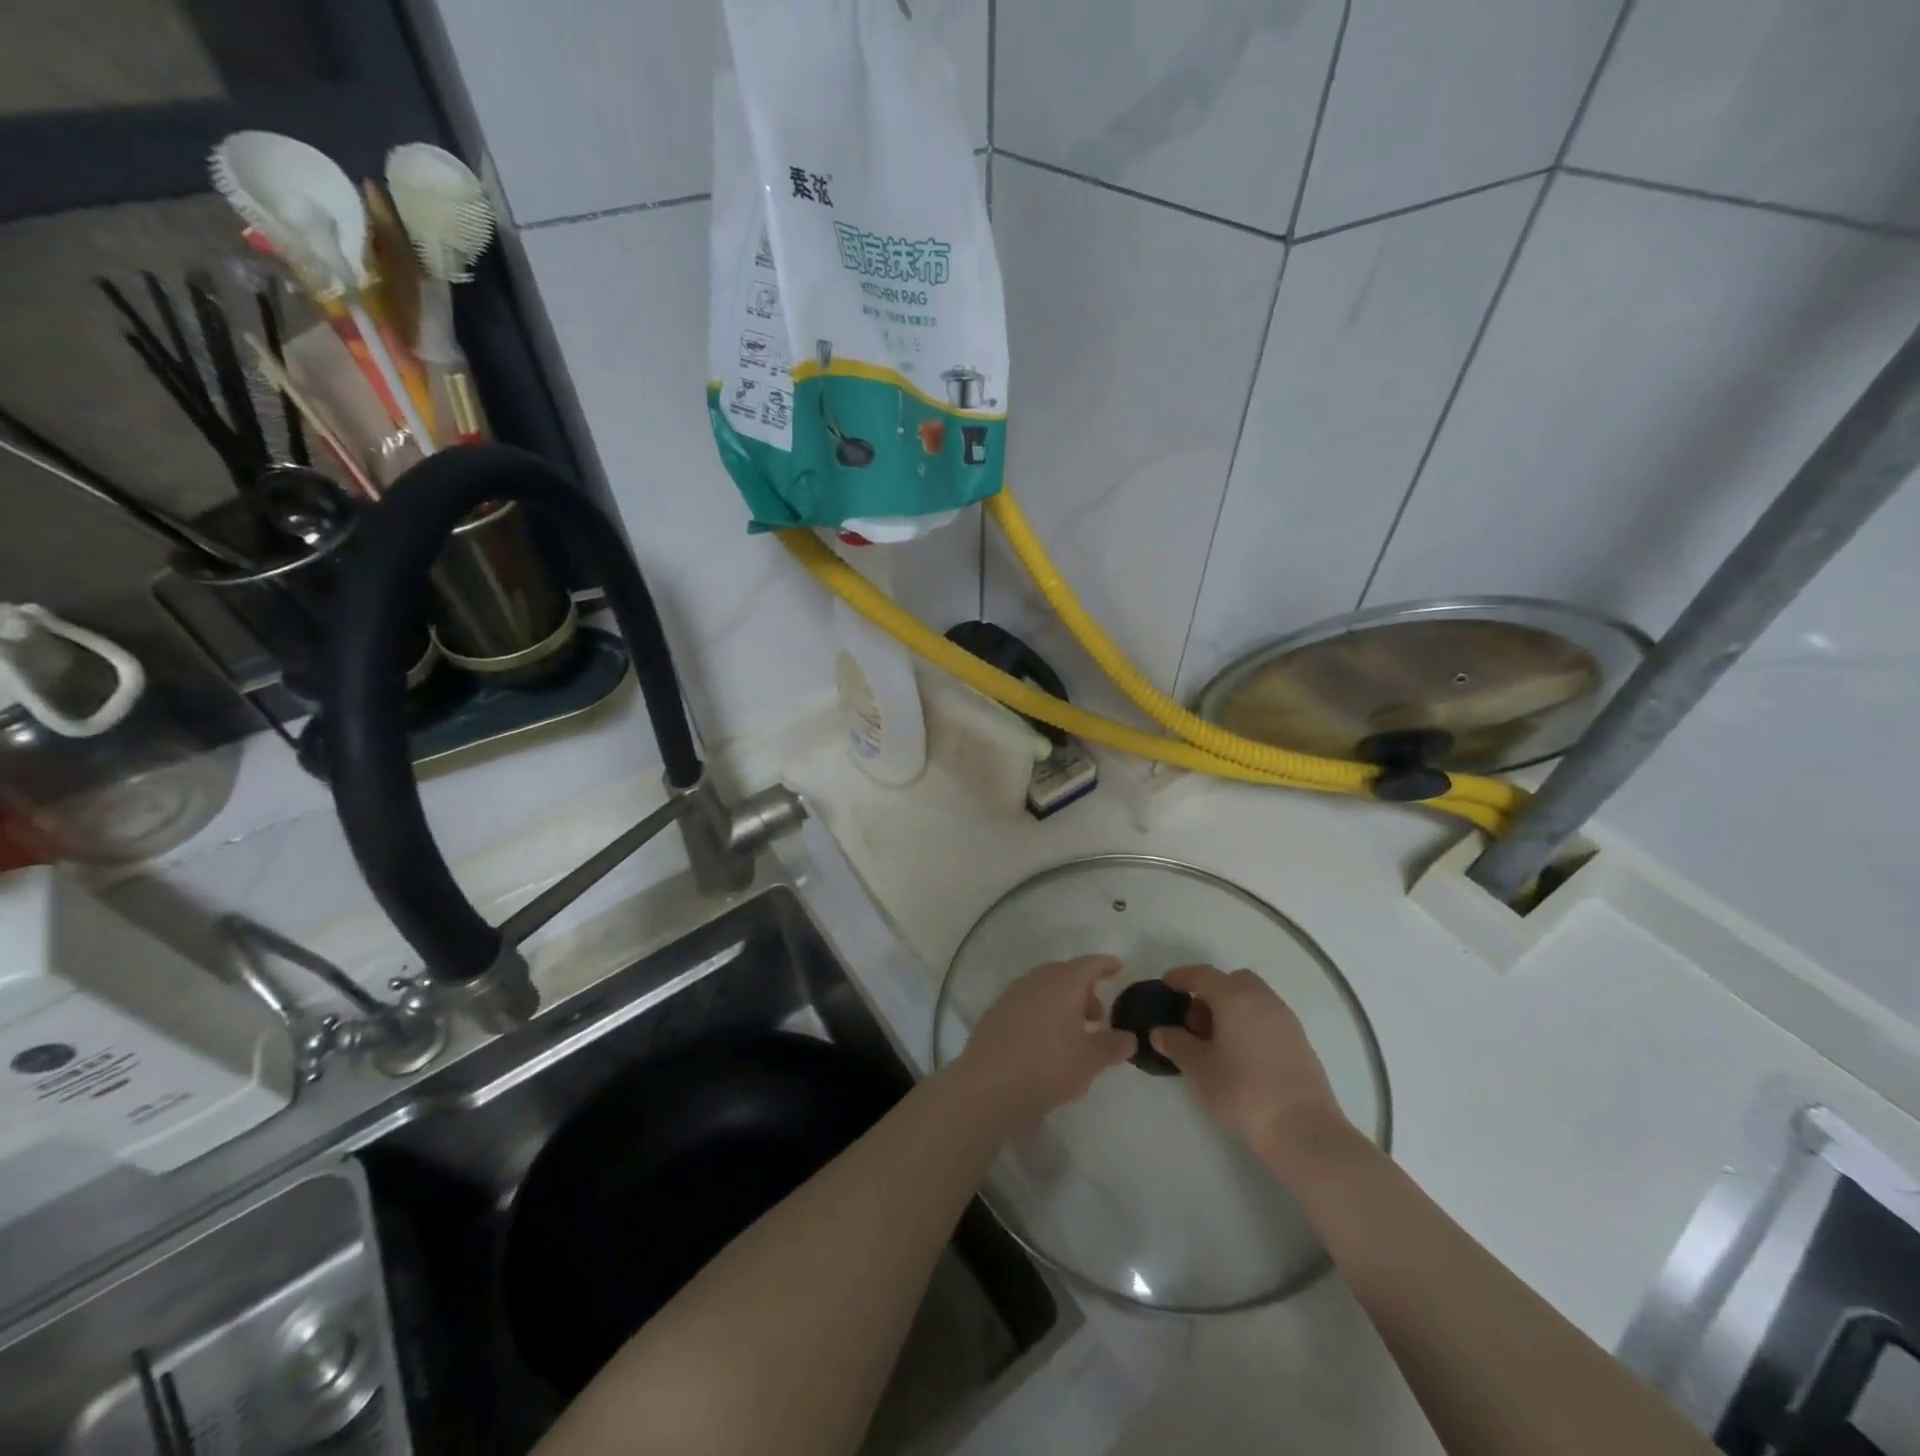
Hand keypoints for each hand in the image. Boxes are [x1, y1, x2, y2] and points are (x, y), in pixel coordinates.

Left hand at [953, 955, 1135, 1126]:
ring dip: (1062, 1003)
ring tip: (1074, 1032)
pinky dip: (1042, 1012)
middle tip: (1098, 1016)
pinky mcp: (996, 1012)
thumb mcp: (1090, 1060)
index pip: (1089, 964)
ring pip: (1045, 988)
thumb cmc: (1048, 1066)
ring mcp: (1012, 994)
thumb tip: (1128, 1037)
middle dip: (1084, 990)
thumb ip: (1113, 1045)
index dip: (1105, 965)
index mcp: (1063, 983)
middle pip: (1065, 974)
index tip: (1117, 967)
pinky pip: (1027, 1003)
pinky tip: (1045, 1040)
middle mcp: (1037, 980)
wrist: (988, 1085)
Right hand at [1150, 964, 1351, 1174]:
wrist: (1304, 1129)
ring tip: (1217, 1042)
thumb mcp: (1198, 1069)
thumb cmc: (1243, 1091)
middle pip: (1232, 981)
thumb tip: (1161, 1032)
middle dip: (1211, 993)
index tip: (1166, 985)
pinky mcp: (1300, 1041)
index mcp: (1235, 997)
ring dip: (1232, 1009)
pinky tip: (1242, 1055)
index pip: (1203, 974)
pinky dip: (1250, 1023)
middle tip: (1195, 1022)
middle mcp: (1262, 999)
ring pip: (1253, 998)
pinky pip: (1267, 1018)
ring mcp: (1286, 1019)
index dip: (1181, 976)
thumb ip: (1176, 1044)